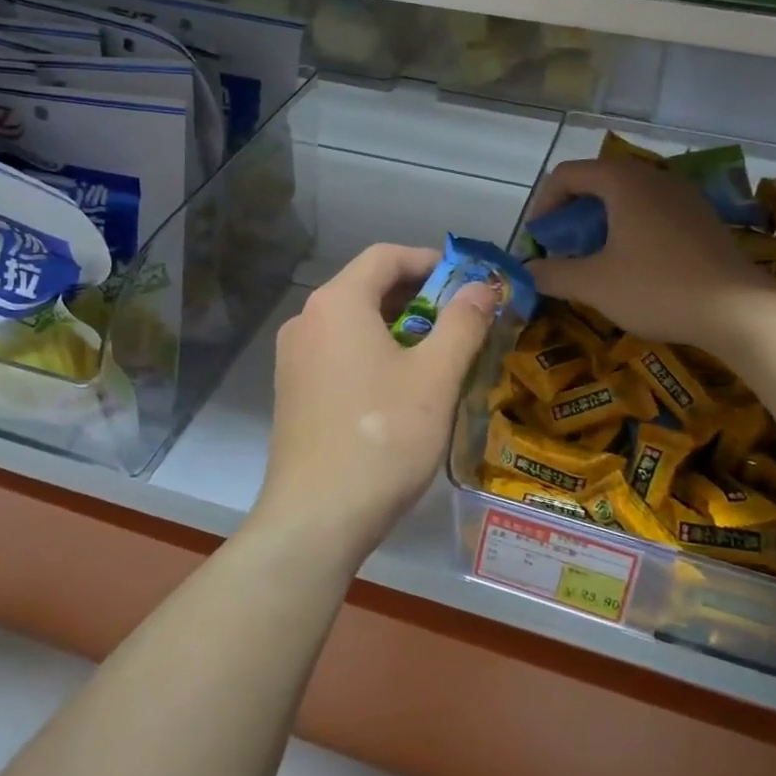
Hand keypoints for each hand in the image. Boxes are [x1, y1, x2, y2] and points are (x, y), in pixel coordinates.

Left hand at [254, 243, 498, 564]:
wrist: (316, 518)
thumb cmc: (383, 437)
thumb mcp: (436, 377)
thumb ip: (463, 323)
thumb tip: (483, 287)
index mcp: (337, 303)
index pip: (385, 256)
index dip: (430, 261)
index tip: (467, 282)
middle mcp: (306, 320)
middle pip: (366, 287)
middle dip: (417, 296)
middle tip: (460, 321)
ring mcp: (292, 359)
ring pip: (352, 323)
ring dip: (396, 327)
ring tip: (437, 355)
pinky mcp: (292, 392)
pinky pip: (338, 353)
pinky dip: (372, 353)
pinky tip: (399, 388)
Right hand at [524, 157, 762, 348]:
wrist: (737, 310)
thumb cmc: (657, 288)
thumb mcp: (594, 284)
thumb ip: (553, 273)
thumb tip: (526, 271)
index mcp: (624, 181)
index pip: (568, 174)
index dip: (544, 204)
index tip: (538, 239)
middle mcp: (654, 177)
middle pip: (599, 180)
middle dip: (572, 213)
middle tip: (562, 247)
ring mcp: (684, 195)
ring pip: (628, 196)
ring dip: (601, 221)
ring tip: (594, 257)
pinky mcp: (702, 218)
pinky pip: (654, 211)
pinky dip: (631, 228)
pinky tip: (633, 264)